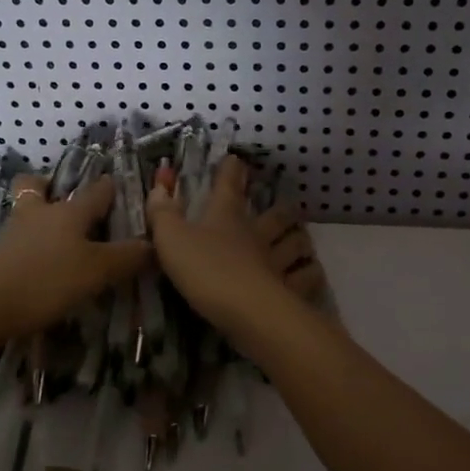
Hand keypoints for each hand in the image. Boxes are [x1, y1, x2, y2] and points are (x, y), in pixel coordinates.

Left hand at [0, 174, 149, 355]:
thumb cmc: (46, 280)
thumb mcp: (96, 272)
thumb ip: (127, 258)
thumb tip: (153, 244)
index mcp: (70, 211)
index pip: (97, 190)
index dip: (111, 187)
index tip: (121, 188)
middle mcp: (40, 214)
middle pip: (38, 186)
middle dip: (50, 187)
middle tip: (67, 204)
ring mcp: (13, 234)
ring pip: (25, 212)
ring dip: (38, 217)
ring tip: (56, 240)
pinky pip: (16, 241)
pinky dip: (28, 246)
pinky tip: (40, 266)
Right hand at [144, 156, 325, 332]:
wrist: (245, 310)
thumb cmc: (206, 269)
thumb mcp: (171, 238)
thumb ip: (162, 212)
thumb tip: (160, 184)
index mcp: (226, 217)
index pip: (229, 185)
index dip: (232, 170)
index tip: (236, 160)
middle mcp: (257, 233)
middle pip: (277, 214)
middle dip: (281, 208)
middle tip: (283, 207)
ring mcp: (277, 261)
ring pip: (298, 242)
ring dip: (299, 238)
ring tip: (300, 240)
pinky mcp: (291, 290)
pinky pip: (307, 277)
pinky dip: (310, 273)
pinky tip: (309, 273)